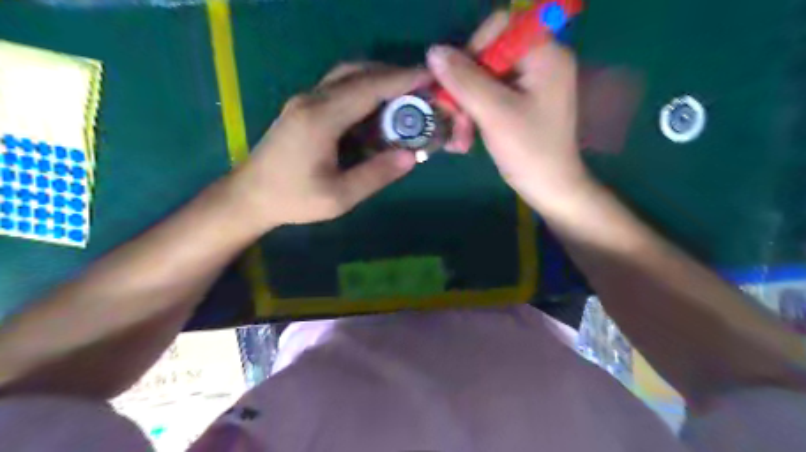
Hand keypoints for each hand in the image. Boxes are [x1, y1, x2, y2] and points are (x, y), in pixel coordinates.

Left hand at [228, 64, 427, 229]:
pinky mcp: (302, 108)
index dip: (401, 80)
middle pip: (357, 72)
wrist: (249, 196)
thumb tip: (411, 157)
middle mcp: (312, 100)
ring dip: (376, 79)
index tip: (429, 77)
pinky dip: (362, 89)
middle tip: (420, 88)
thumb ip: (375, 175)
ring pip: (346, 76)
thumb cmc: (293, 199)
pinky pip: (337, 88)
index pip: (368, 88)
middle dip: (392, 75)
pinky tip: (375, 107)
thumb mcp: (339, 197)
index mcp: (321, 119)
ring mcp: (304, 101)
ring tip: (403, 95)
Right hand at [428, 21, 589, 211]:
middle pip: (488, 55)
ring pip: (483, 79)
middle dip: (465, 88)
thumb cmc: (529, 151)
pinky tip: (465, 138)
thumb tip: (434, 51)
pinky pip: (488, 96)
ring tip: (459, 137)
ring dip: (465, 106)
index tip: (457, 82)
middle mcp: (539, 62)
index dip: (473, 49)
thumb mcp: (494, 114)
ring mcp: (529, 84)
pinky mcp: (520, 102)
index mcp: (544, 55)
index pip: (500, 28)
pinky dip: (474, 114)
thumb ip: (464, 80)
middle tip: (453, 116)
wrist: (549, 189)